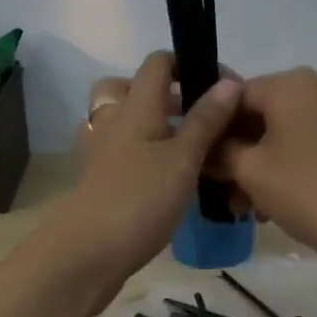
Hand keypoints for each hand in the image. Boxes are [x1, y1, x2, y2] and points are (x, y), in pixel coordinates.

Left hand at [47, 52, 240, 291]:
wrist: (87, 254)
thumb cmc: (139, 200)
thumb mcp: (182, 159)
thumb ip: (205, 121)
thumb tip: (229, 82)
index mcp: (135, 106)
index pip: (158, 63)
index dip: (190, 65)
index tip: (222, 88)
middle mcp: (113, 121)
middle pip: (132, 89)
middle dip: (167, 96)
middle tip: (200, 119)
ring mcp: (101, 153)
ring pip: (126, 123)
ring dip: (156, 128)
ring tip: (189, 151)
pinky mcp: (99, 181)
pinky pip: (123, 154)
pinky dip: (144, 157)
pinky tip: (167, 180)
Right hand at [211, 67, 316, 270]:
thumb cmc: (311, 191)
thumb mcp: (252, 173)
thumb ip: (221, 153)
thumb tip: (207, 147)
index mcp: (291, 84)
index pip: (233, 96)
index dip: (212, 130)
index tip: (202, 165)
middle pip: (263, 116)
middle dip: (239, 155)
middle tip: (226, 196)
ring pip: (289, 134)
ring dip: (265, 167)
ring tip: (253, 210)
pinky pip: (316, 145)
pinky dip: (295, 168)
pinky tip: (284, 204)